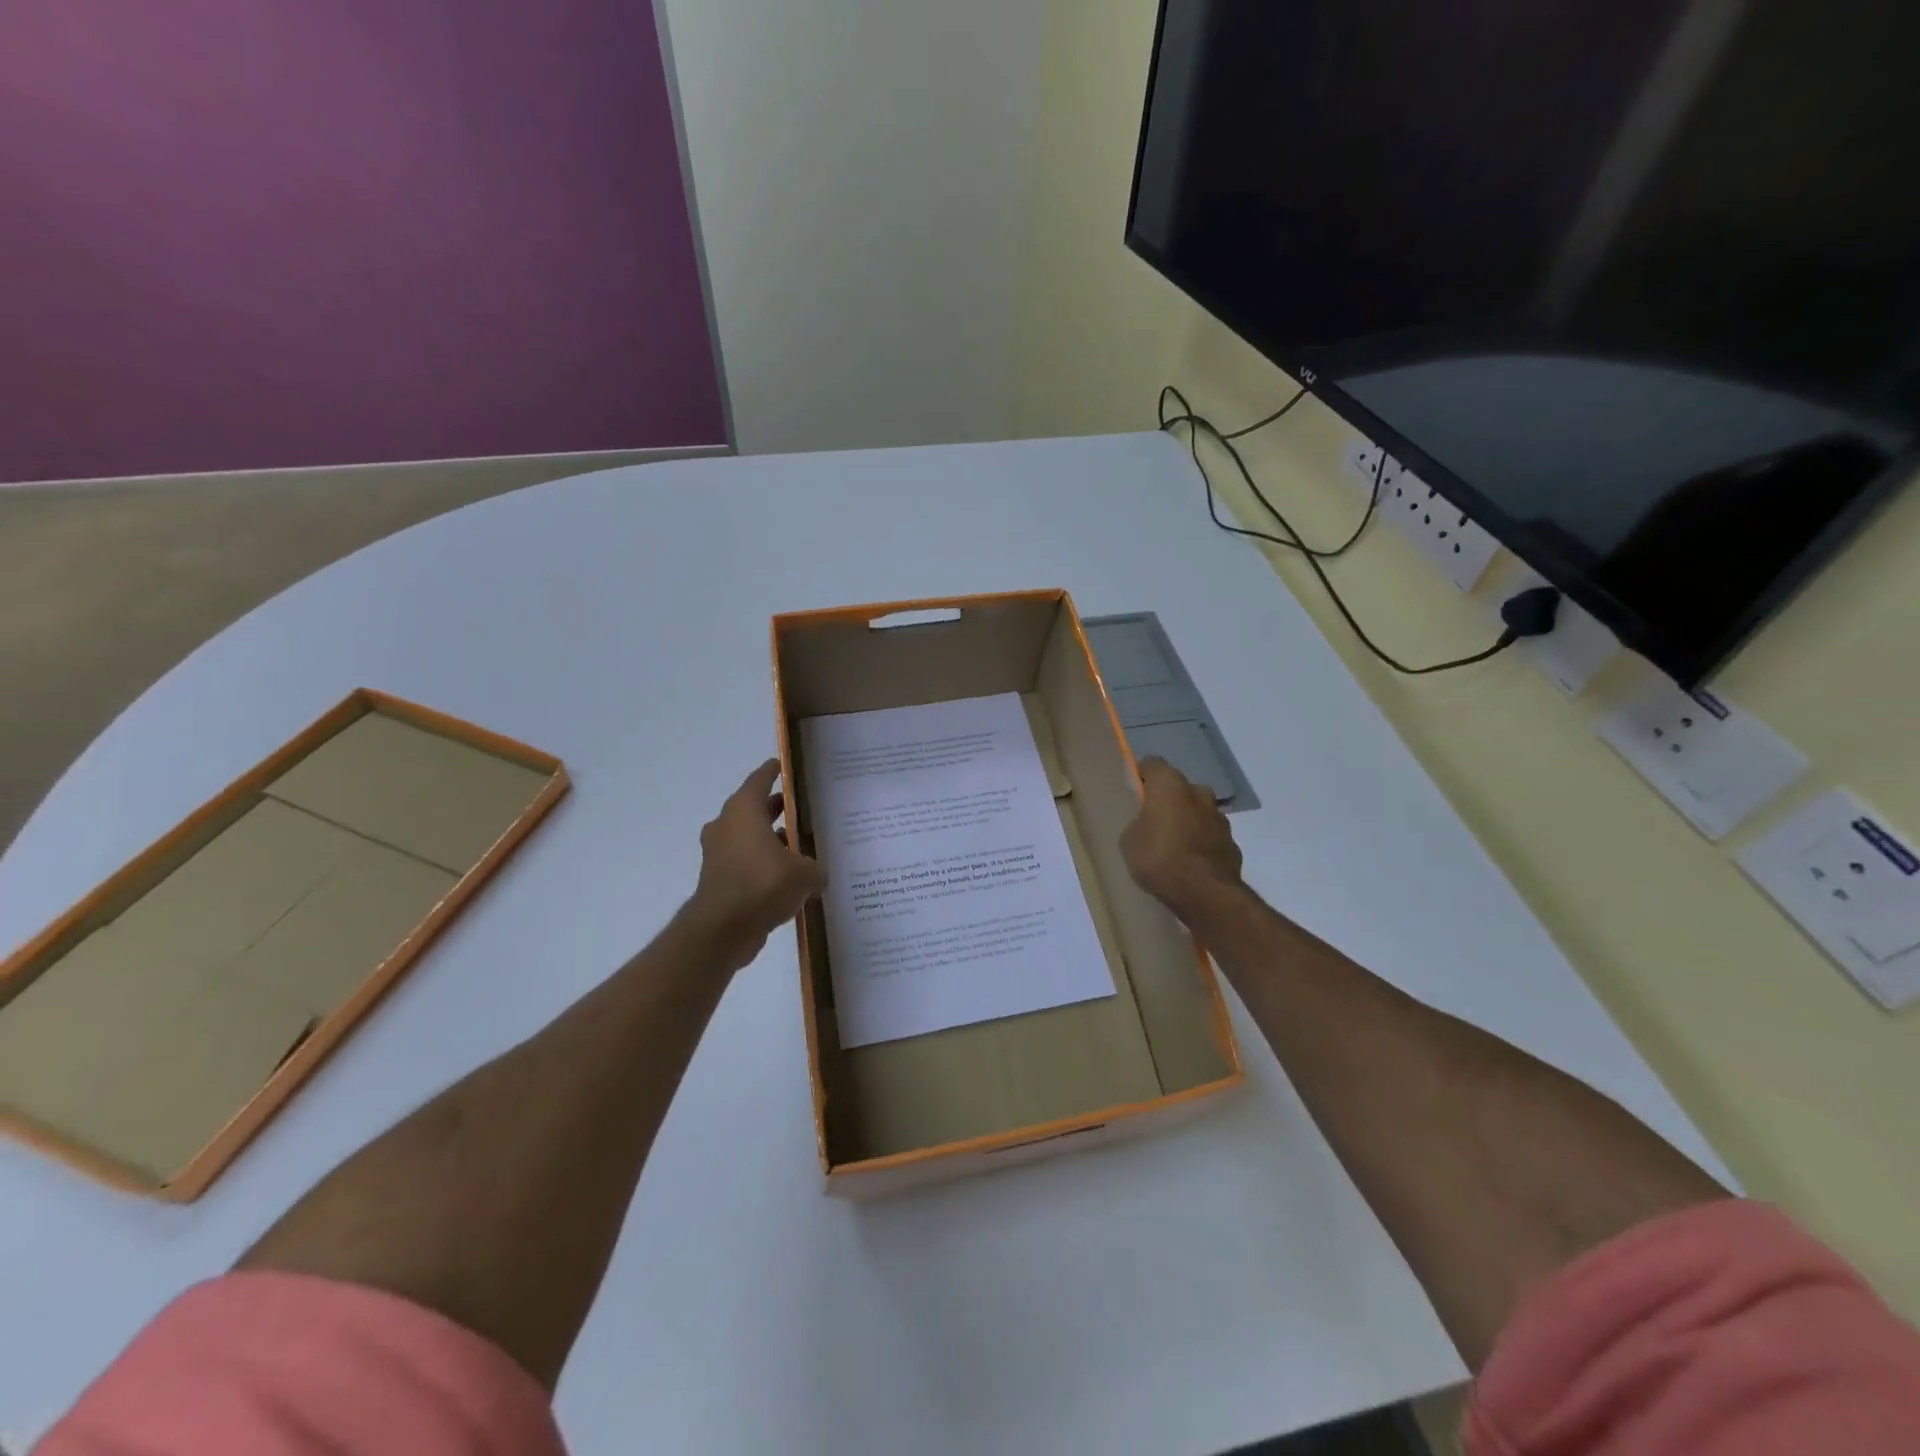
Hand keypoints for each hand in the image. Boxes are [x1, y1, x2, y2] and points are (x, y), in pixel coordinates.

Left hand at [687, 759, 825, 969]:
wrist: (722, 930)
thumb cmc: (763, 885)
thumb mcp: (804, 874)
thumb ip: (815, 868)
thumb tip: (818, 874)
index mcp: (744, 810)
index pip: (760, 780)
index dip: (774, 771)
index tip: (785, 766)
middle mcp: (727, 825)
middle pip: (754, 808)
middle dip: (776, 808)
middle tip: (802, 809)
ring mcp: (718, 853)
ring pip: (748, 837)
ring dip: (769, 839)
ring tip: (799, 846)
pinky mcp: (717, 878)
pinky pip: (744, 862)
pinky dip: (762, 864)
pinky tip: (787, 877)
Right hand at [1120, 757, 1244, 923]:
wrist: (1205, 893)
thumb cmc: (1159, 858)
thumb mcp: (1129, 840)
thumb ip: (1138, 823)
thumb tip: (1148, 824)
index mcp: (1170, 785)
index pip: (1152, 764)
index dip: (1141, 776)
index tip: (1133, 792)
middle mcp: (1199, 792)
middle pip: (1179, 788)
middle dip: (1168, 800)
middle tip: (1152, 821)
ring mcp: (1220, 818)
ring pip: (1198, 812)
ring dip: (1187, 822)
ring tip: (1172, 846)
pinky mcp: (1233, 843)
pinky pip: (1210, 837)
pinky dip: (1201, 844)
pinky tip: (1190, 864)